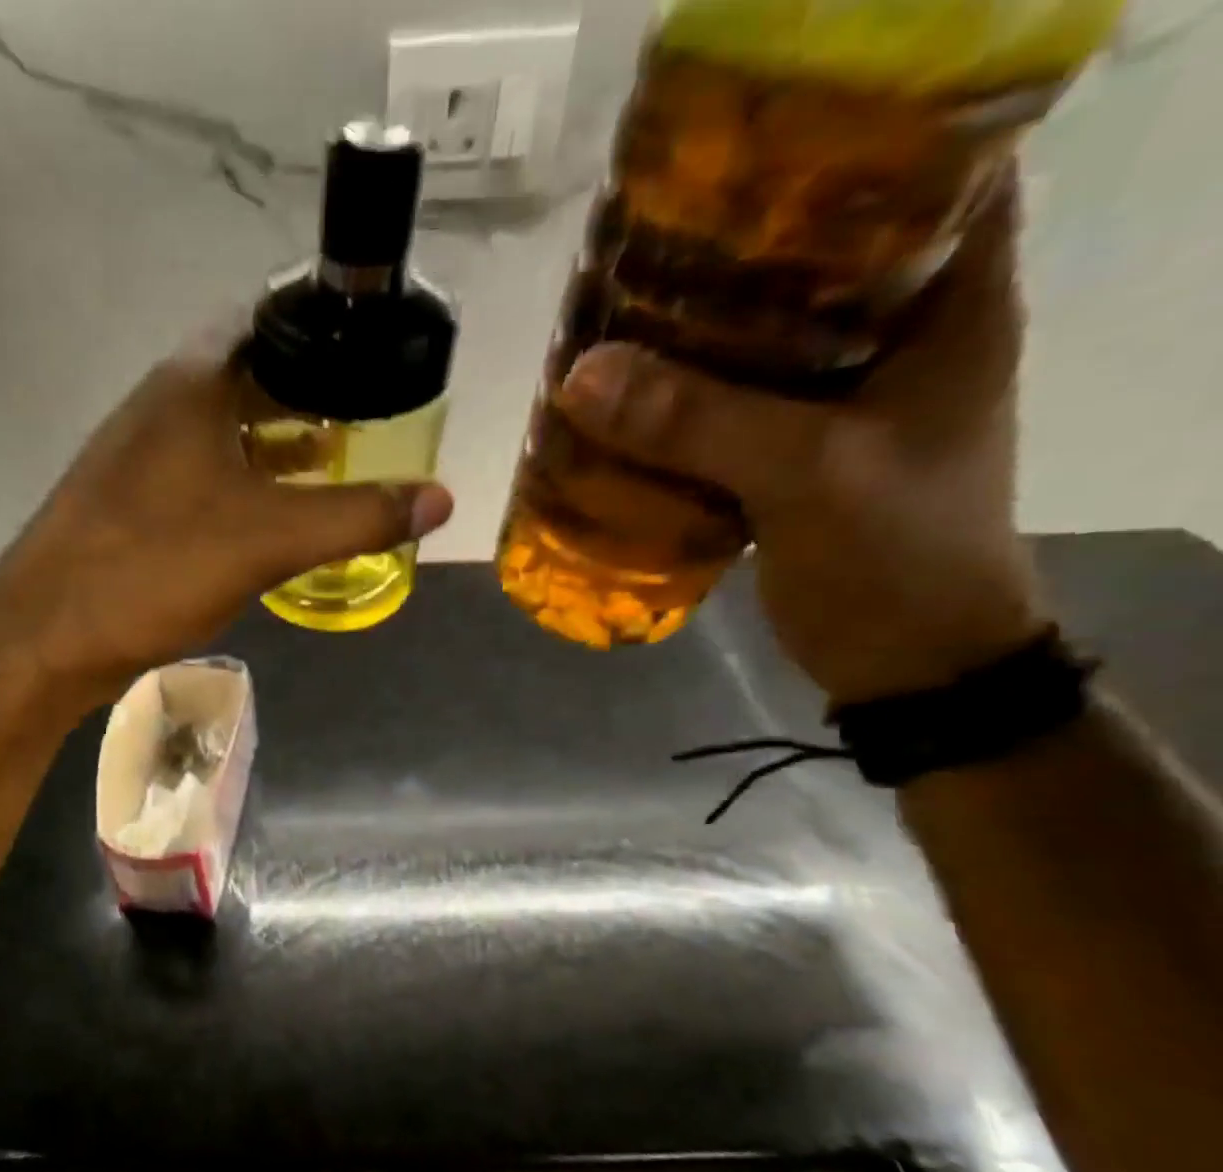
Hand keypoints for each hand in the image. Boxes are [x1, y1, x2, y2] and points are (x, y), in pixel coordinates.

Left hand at [0, 338, 453, 707]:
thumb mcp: (269, 541)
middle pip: (245, 378)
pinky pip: (197, 476)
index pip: (266, 323)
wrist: (46, 636)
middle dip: (305, 395)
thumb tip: (441, 498)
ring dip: (271, 444)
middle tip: (364, 416)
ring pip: (219, 432)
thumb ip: (356, 516)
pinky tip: (266, 519)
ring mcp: (136, 457)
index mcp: (190, 387)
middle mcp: (158, 407)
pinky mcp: (126, 504)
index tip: (373, 353)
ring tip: (330, 463)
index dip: (322, 332)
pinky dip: (239, 484)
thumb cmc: (156, 567)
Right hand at [555, 183, 1042, 704]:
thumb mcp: (806, 478)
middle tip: (645, 245)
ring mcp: (841, 401)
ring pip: (758, 340)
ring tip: (617, 317)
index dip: (842, 150)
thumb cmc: (893, 559)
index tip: (742, 158)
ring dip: (690, 333)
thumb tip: (580, 377)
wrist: (905, 663)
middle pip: (812, 261)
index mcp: (950, 307)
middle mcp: (897, 338)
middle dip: (728, 250)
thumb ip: (699, 423)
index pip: (924, 177)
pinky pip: (727, 407)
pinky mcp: (794, 452)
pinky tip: (623, 401)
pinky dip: (677, 402)